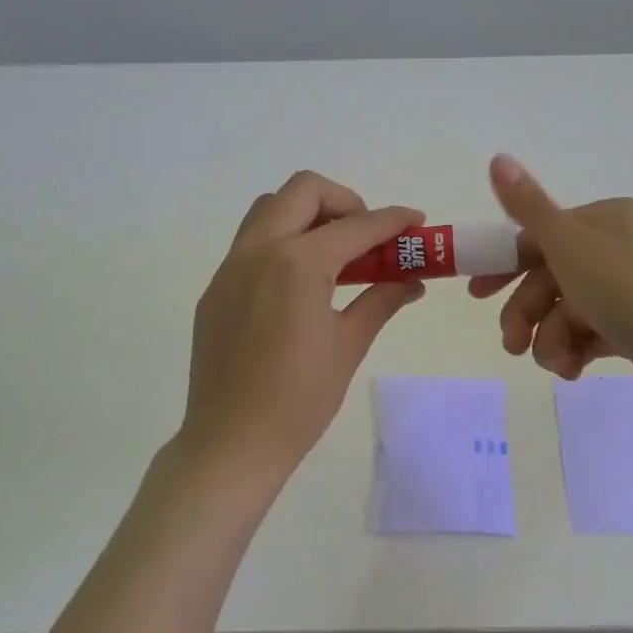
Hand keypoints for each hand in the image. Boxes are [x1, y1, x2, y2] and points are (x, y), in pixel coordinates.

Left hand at [178, 171, 425, 492]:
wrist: (232, 441)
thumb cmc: (300, 399)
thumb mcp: (348, 345)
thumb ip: (380, 301)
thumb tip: (412, 282)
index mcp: (298, 264)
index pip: (356, 226)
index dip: (393, 220)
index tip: (416, 222)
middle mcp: (259, 251)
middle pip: (303, 191)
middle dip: (344, 201)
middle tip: (367, 236)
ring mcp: (230, 268)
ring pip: (269, 210)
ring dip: (306, 215)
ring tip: (334, 254)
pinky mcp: (215, 290)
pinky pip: (250, 244)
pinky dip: (281, 243)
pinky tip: (298, 285)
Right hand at [469, 154, 632, 414]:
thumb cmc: (630, 294)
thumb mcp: (571, 246)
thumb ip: (529, 207)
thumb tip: (497, 157)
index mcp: (606, 220)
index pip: (541, 236)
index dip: (505, 265)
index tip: (476, 295)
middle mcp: (620, 248)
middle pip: (551, 277)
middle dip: (527, 313)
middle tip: (511, 344)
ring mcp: (632, 290)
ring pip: (567, 311)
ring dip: (551, 339)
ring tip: (558, 364)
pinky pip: (591, 334)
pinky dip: (576, 351)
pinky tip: (575, 370)